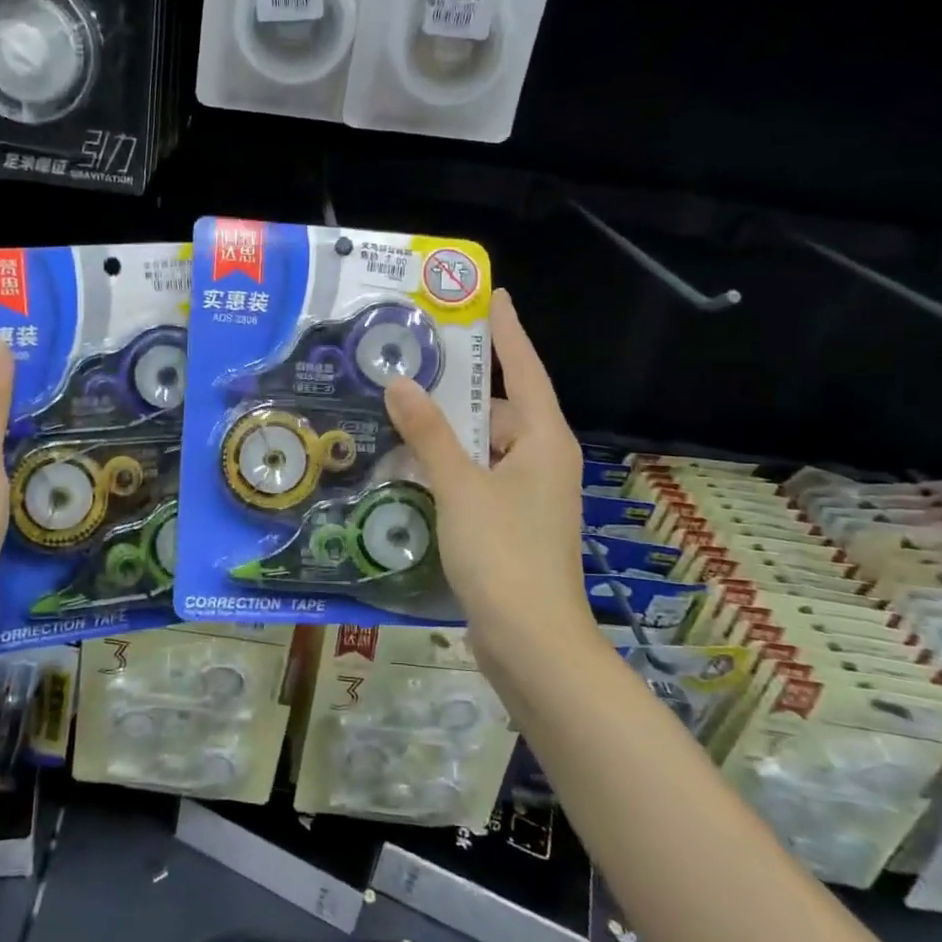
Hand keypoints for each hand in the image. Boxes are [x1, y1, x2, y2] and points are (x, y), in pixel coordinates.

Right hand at [384, 290, 592, 666]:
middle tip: (411, 366)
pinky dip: (448, 470)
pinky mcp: (511, 526)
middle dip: (458, 392)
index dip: (507, 332)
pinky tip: (409, 467)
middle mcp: (542, 462)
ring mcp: (528, 497)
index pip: (525, 370)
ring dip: (446, 436)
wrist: (532, 645)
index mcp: (544, 441)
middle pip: (499, 410)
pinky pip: (477, 480)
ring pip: (484, 449)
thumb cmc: (503, 555)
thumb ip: (429, 433)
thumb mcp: (460, 487)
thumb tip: (399, 383)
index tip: (491, 297)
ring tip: (397, 414)